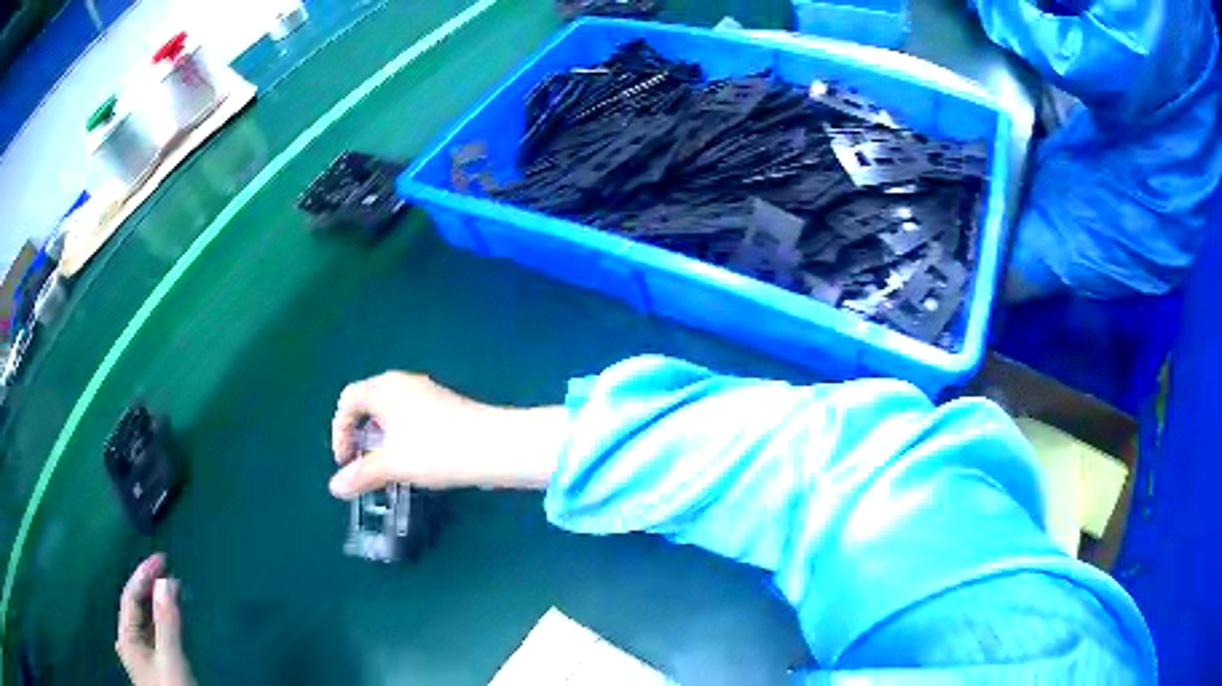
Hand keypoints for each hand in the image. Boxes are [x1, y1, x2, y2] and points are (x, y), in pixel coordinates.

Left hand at [116, 554, 194, 685]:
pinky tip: (172, 619)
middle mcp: (129, 642)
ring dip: (158, 605)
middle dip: (151, 587)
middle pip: (136, 607)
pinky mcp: (155, 667)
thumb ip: (167, 622)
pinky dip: (164, 622)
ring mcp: (142, 656)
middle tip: (169, 571)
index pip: (131, 596)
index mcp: (126, 637)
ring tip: (174, 591)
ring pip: (146, 622)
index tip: (162, 558)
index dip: (144, 574)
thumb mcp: (171, 659)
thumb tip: (165, 582)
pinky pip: (155, 635)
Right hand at [329, 372, 567, 497]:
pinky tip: (412, 459)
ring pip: (391, 411)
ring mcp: (427, 392)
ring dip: (381, 438)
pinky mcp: (445, 406)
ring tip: (386, 466)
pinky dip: (401, 436)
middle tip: (362, 463)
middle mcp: (403, 383)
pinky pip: (411, 416)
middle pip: (368, 402)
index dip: (339, 430)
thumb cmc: (436, 449)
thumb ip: (361, 475)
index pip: (348, 399)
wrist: (496, 445)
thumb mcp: (393, 465)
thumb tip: (334, 488)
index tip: (345, 461)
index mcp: (384, 388)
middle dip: (360, 434)